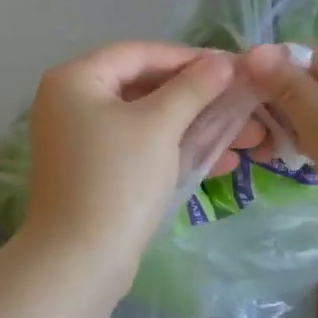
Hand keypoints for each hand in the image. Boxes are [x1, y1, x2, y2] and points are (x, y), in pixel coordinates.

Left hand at [23, 42, 235, 283]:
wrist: (78, 264)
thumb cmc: (117, 179)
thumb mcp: (159, 126)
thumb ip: (192, 88)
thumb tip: (222, 60)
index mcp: (75, 78)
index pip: (139, 53)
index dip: (187, 58)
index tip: (231, 65)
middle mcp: (71, 101)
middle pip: (144, 86)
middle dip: (198, 97)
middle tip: (243, 101)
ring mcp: (80, 139)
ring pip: (146, 120)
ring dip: (194, 126)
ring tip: (247, 135)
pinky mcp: (94, 172)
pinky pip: (139, 147)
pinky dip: (174, 150)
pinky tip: (221, 161)